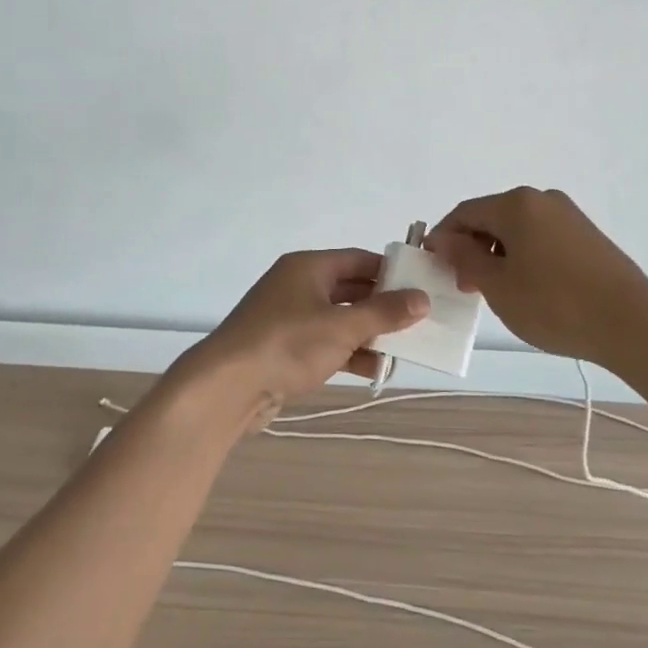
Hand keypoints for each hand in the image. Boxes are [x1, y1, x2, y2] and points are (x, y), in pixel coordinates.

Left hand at [173, 250, 429, 434]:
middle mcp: (298, 286)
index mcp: (309, 267)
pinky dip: (348, 352)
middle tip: (418, 321)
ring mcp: (289, 318)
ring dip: (368, 333)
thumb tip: (422, 299)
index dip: (391, 272)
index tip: (421, 287)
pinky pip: (325, 343)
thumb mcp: (342, 326)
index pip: (359, 260)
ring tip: (402, 349)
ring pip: (339, 319)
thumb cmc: (287, 344)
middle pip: (350, 289)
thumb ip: (384, 313)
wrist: (225, 388)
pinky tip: (374, 369)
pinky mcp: (284, 349)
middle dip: (382, 306)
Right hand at [428, 188, 647, 369]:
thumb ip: (465, 258)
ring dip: (498, 254)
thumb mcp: (498, 286)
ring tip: (498, 292)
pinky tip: (529, 288)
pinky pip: (541, 238)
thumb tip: (444, 239)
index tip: (433, 267)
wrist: (631, 322)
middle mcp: (542, 199)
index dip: (443, 237)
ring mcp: (568, 215)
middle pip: (492, 217)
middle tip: (465, 286)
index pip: (464, 212)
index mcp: (516, 204)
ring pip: (517, 229)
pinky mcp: (586, 235)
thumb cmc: (555, 304)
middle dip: (472, 248)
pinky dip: (524, 256)